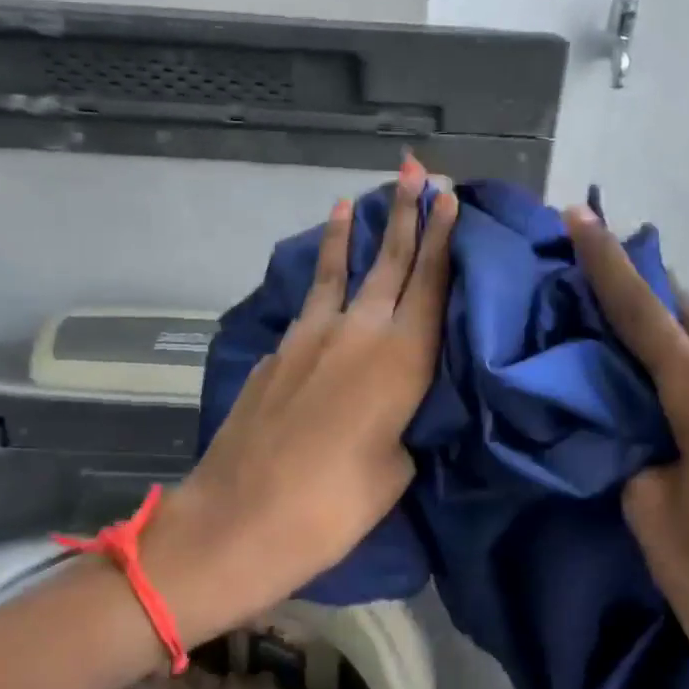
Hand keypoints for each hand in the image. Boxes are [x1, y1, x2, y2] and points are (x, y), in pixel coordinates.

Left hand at [145, 158, 456, 644]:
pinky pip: (308, 305)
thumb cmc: (333, 507)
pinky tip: (321, 284)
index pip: (429, 283)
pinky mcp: (275, 353)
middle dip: (406, 214)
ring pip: (336, 272)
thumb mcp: (394, 470)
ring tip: (353, 199)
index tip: (448, 196)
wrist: (239, 518)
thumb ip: (402, 423)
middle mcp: (356, 334)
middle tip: (417, 170)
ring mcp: (308, 338)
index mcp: (400, 360)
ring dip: (349, 234)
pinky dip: (318, 282)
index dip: (442, 237)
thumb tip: (391, 403)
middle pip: (388, 262)